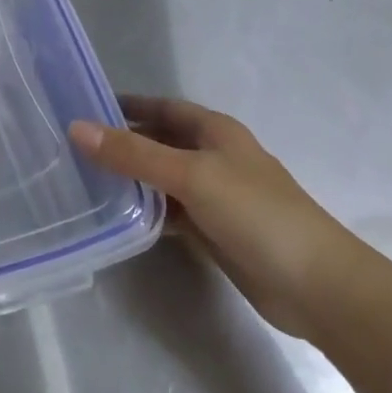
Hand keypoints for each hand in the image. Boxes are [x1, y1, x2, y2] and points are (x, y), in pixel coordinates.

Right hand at [70, 97, 367, 339]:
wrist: (318, 286)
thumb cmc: (256, 213)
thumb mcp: (190, 175)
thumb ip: (133, 153)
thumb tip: (76, 128)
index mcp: (215, 132)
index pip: (163, 107)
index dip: (128, 105)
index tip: (85, 108)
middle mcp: (214, 158)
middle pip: (160, 142)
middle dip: (122, 143)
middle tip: (73, 148)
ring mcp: (215, 197)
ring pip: (162, 179)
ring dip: (131, 179)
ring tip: (84, 181)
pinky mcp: (214, 232)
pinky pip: (170, 212)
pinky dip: (145, 212)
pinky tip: (117, 218)